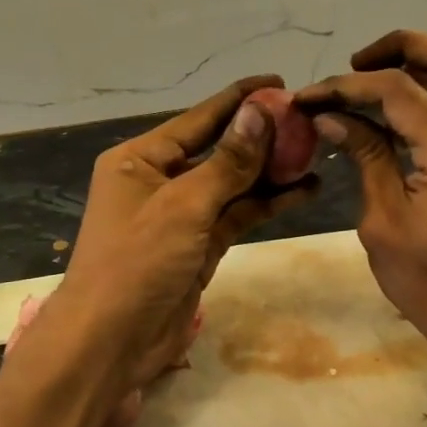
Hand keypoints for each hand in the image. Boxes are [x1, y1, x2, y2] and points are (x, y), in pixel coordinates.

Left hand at [30, 76, 315, 426]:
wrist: (110, 343)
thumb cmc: (137, 261)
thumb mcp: (183, 205)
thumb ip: (228, 161)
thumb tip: (261, 110)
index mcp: (140, 159)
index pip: (198, 119)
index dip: (239, 99)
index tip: (278, 82)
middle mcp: (160, 180)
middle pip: (219, 149)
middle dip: (261, 136)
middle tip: (308, 121)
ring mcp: (181, 215)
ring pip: (233, 183)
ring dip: (270, 171)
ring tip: (315, 152)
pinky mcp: (200, 246)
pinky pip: (237, 214)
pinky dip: (268, 203)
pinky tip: (304, 190)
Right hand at [297, 31, 426, 388]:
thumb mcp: (383, 222)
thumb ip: (364, 156)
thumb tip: (331, 117)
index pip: (397, 89)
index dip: (346, 85)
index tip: (308, 98)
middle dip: (402, 47)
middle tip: (356, 66)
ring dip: (418, 67)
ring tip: (367, 88)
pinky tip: (389, 118)